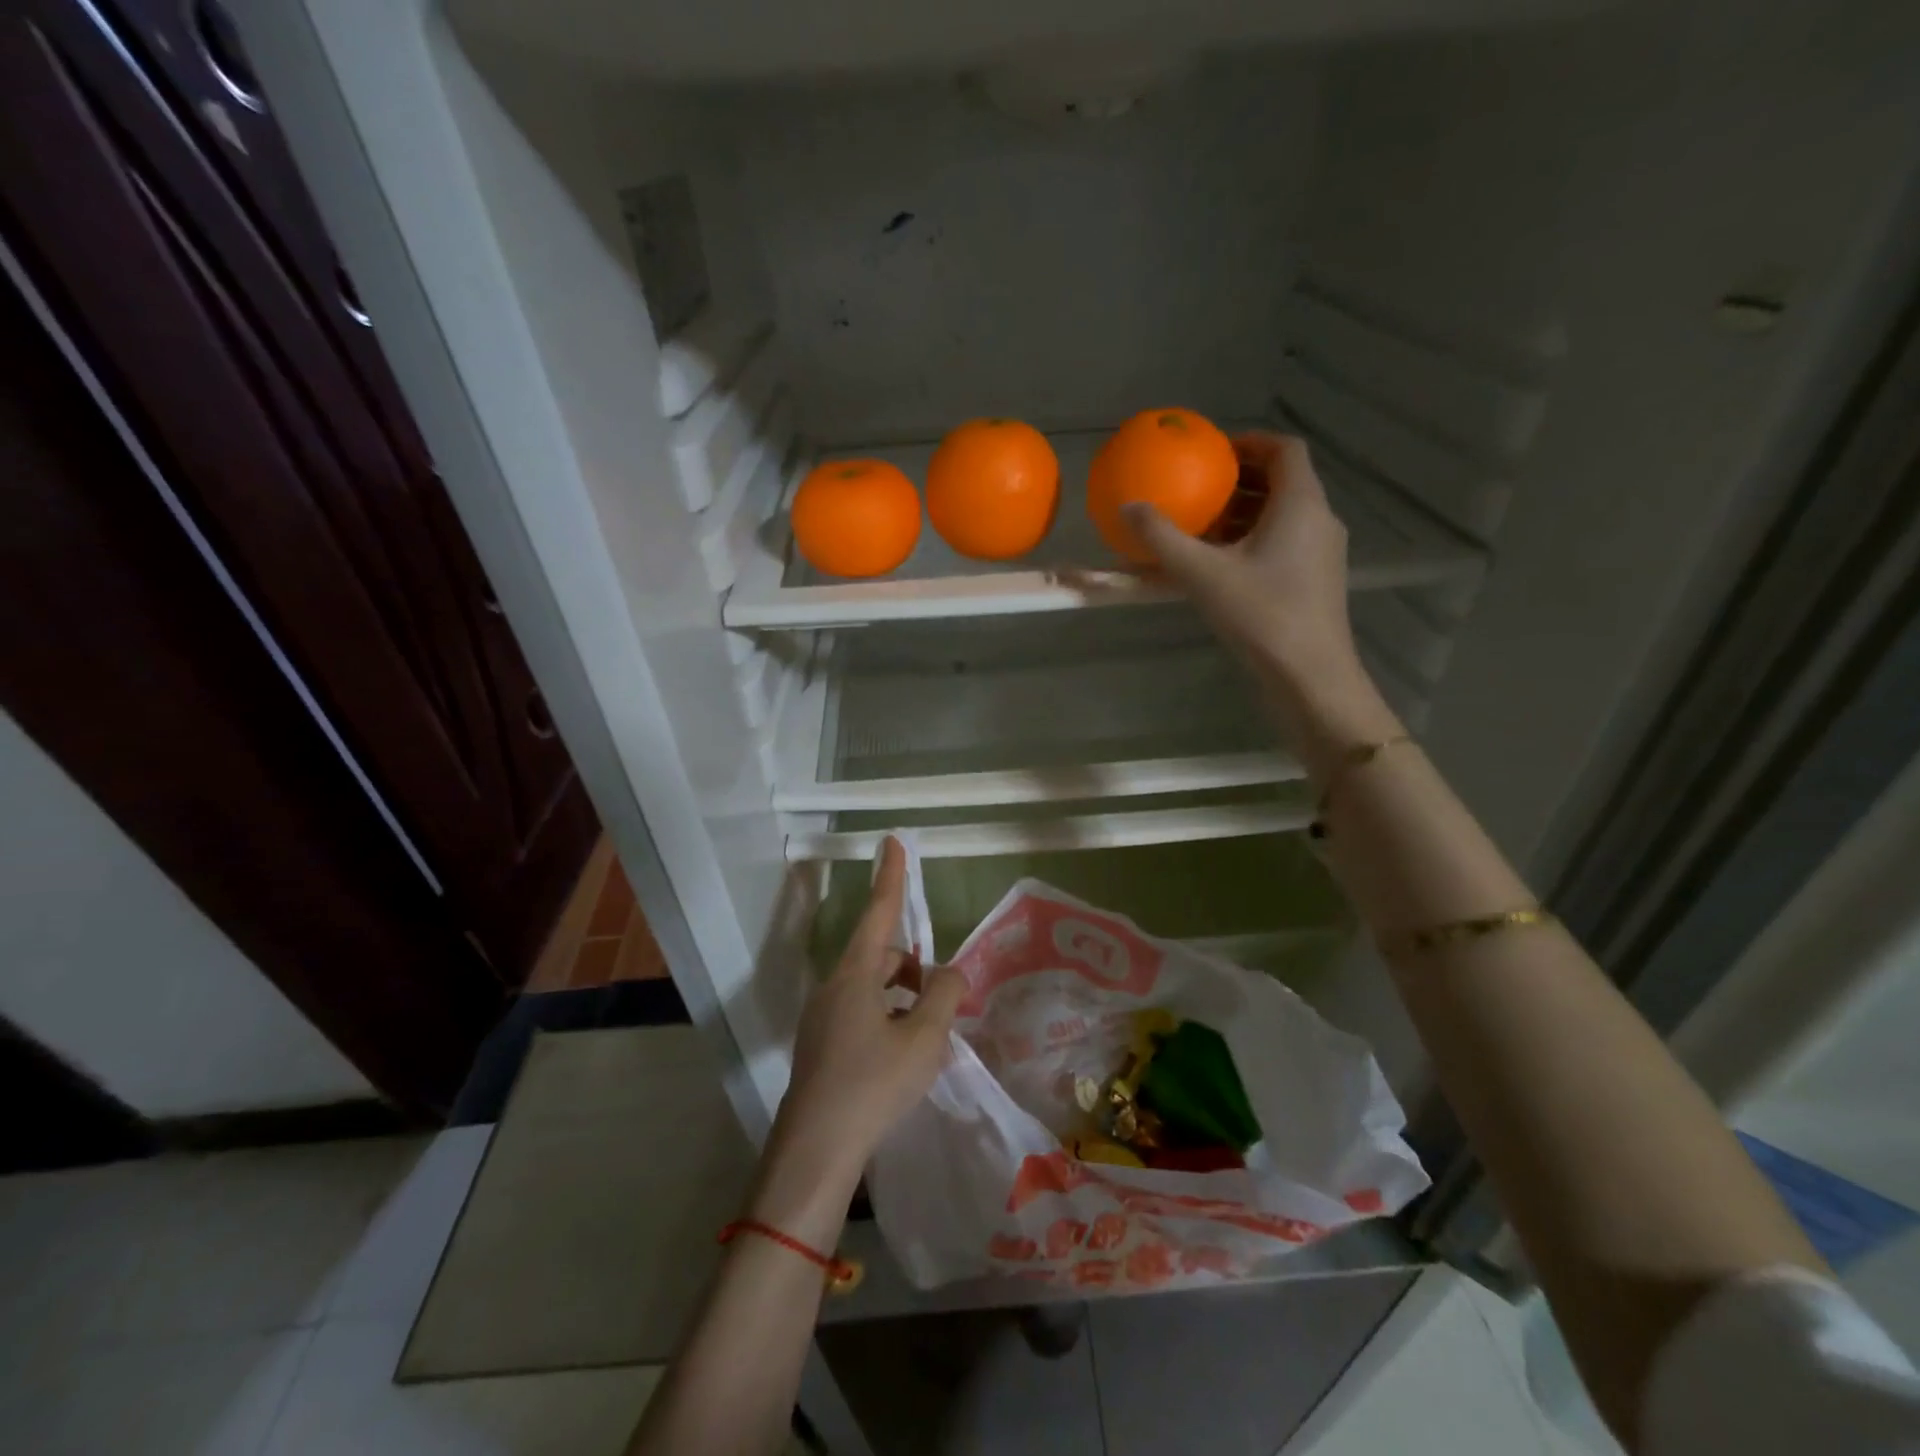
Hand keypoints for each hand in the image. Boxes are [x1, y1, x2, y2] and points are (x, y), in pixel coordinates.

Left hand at [752, 839, 964, 1239]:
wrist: (817, 1149)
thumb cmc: (874, 1083)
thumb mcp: (924, 1038)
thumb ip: (945, 995)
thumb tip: (950, 973)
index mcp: (855, 974)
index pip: (879, 911)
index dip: (891, 876)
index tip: (892, 841)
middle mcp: (834, 987)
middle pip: (881, 956)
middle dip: (914, 968)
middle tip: (943, 1004)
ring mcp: (822, 1017)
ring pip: (871, 988)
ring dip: (902, 998)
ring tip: (928, 1036)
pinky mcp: (820, 1045)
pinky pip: (860, 1013)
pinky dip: (887, 1019)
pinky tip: (904, 1056)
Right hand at [1125, 433, 1398, 775]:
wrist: (1309, 677)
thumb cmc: (1261, 615)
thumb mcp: (1202, 574)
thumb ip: (1162, 538)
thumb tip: (1127, 507)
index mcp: (1301, 504)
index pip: (1284, 449)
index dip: (1249, 442)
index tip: (1212, 451)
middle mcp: (1318, 520)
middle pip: (1282, 481)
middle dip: (1239, 480)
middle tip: (1198, 488)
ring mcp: (1322, 552)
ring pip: (1283, 515)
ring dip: (1243, 513)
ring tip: (1200, 527)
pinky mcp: (1316, 580)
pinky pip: (1284, 543)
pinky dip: (1252, 540)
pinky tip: (1219, 565)